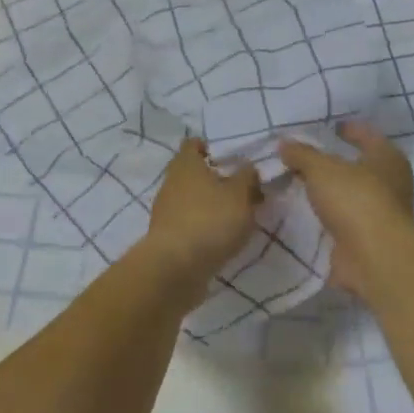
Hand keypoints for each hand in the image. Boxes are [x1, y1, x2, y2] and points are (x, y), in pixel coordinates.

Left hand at [137, 137, 262, 307]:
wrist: (175, 268)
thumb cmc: (210, 220)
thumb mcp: (240, 194)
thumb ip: (247, 177)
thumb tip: (247, 167)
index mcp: (186, 164)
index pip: (194, 144)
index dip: (211, 147)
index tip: (232, 158)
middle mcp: (171, 182)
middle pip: (193, 173)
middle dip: (216, 179)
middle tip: (242, 190)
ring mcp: (165, 211)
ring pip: (192, 199)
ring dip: (211, 205)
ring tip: (237, 217)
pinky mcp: (167, 237)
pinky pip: (189, 223)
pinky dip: (204, 227)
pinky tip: (222, 238)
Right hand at [278, 121, 413, 301]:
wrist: (374, 257)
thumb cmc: (355, 199)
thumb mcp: (322, 168)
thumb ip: (302, 154)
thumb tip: (284, 143)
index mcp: (387, 158)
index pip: (367, 135)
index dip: (349, 129)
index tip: (330, 127)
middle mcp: (390, 184)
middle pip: (360, 167)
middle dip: (335, 164)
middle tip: (306, 159)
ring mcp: (381, 215)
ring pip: (350, 197)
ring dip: (329, 194)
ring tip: (299, 187)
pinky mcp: (368, 241)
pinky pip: (343, 223)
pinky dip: (327, 219)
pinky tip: (304, 216)